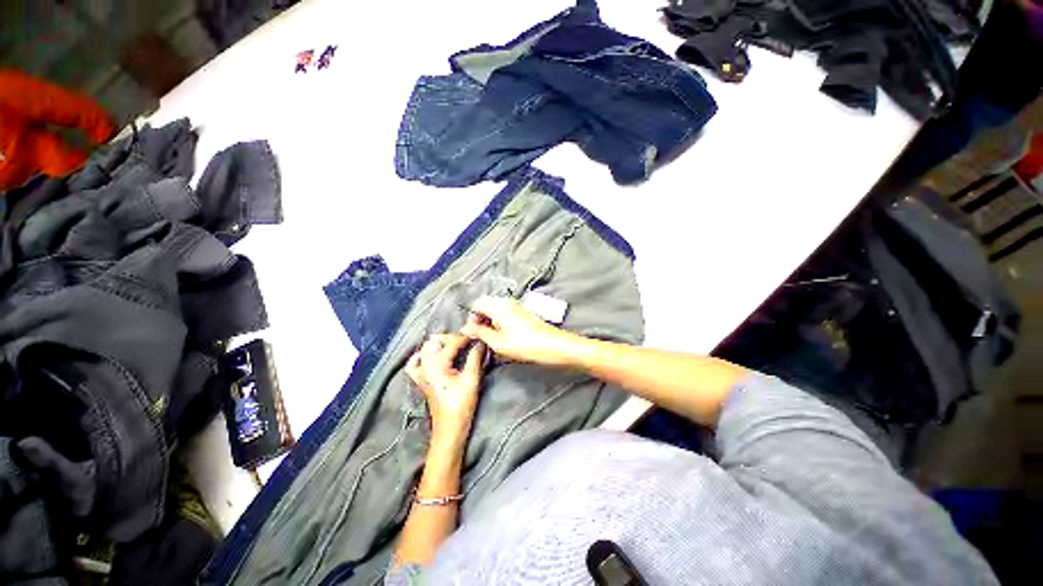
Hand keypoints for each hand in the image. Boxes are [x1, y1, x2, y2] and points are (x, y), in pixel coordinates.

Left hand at [406, 334, 484, 441]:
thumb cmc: (461, 405)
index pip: (451, 343)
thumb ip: (475, 358)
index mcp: (437, 365)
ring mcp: (421, 374)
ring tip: (453, 347)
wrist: (449, 429)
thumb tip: (480, 343)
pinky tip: (431, 357)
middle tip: (466, 342)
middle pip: (434, 341)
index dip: (465, 338)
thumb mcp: (472, 379)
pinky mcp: (421, 381)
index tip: (477, 336)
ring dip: (438, 344)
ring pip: (425, 349)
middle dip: (451, 338)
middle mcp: (425, 366)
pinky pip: (415, 364)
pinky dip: (422, 356)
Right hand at [460, 296, 574, 365]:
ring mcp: (516, 305)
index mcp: (498, 306)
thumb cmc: (524, 344)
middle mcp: (506, 301)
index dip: (471, 318)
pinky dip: (499, 320)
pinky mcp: (522, 311)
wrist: (551, 344)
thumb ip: (480, 332)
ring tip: (491, 336)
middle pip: (486, 304)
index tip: (472, 332)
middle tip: (480, 335)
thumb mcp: (497, 342)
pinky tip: (502, 334)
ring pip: (495, 308)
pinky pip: (505, 311)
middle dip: (480, 318)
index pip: (477, 304)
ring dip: (489, 320)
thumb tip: (467, 328)